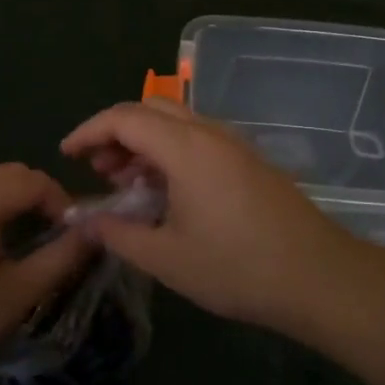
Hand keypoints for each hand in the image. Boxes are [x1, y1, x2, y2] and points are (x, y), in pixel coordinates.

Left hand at [0, 163, 89, 384]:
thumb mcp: (17, 293)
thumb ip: (61, 258)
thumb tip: (94, 232)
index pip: (35, 181)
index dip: (61, 201)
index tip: (73, 233)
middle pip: (8, 172)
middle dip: (37, 194)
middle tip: (51, 231)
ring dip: (8, 194)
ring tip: (19, 231)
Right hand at [61, 100, 363, 333]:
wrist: (318, 276)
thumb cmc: (236, 268)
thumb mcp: (166, 258)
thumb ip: (118, 234)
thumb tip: (85, 220)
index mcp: (185, 147)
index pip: (124, 118)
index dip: (89, 131)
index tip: (66, 155)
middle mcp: (208, 133)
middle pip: (150, 108)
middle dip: (116, 132)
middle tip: (98, 170)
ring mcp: (233, 143)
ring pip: (175, 121)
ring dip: (144, 141)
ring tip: (126, 183)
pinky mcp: (248, 159)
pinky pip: (197, 138)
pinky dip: (169, 151)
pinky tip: (165, 191)